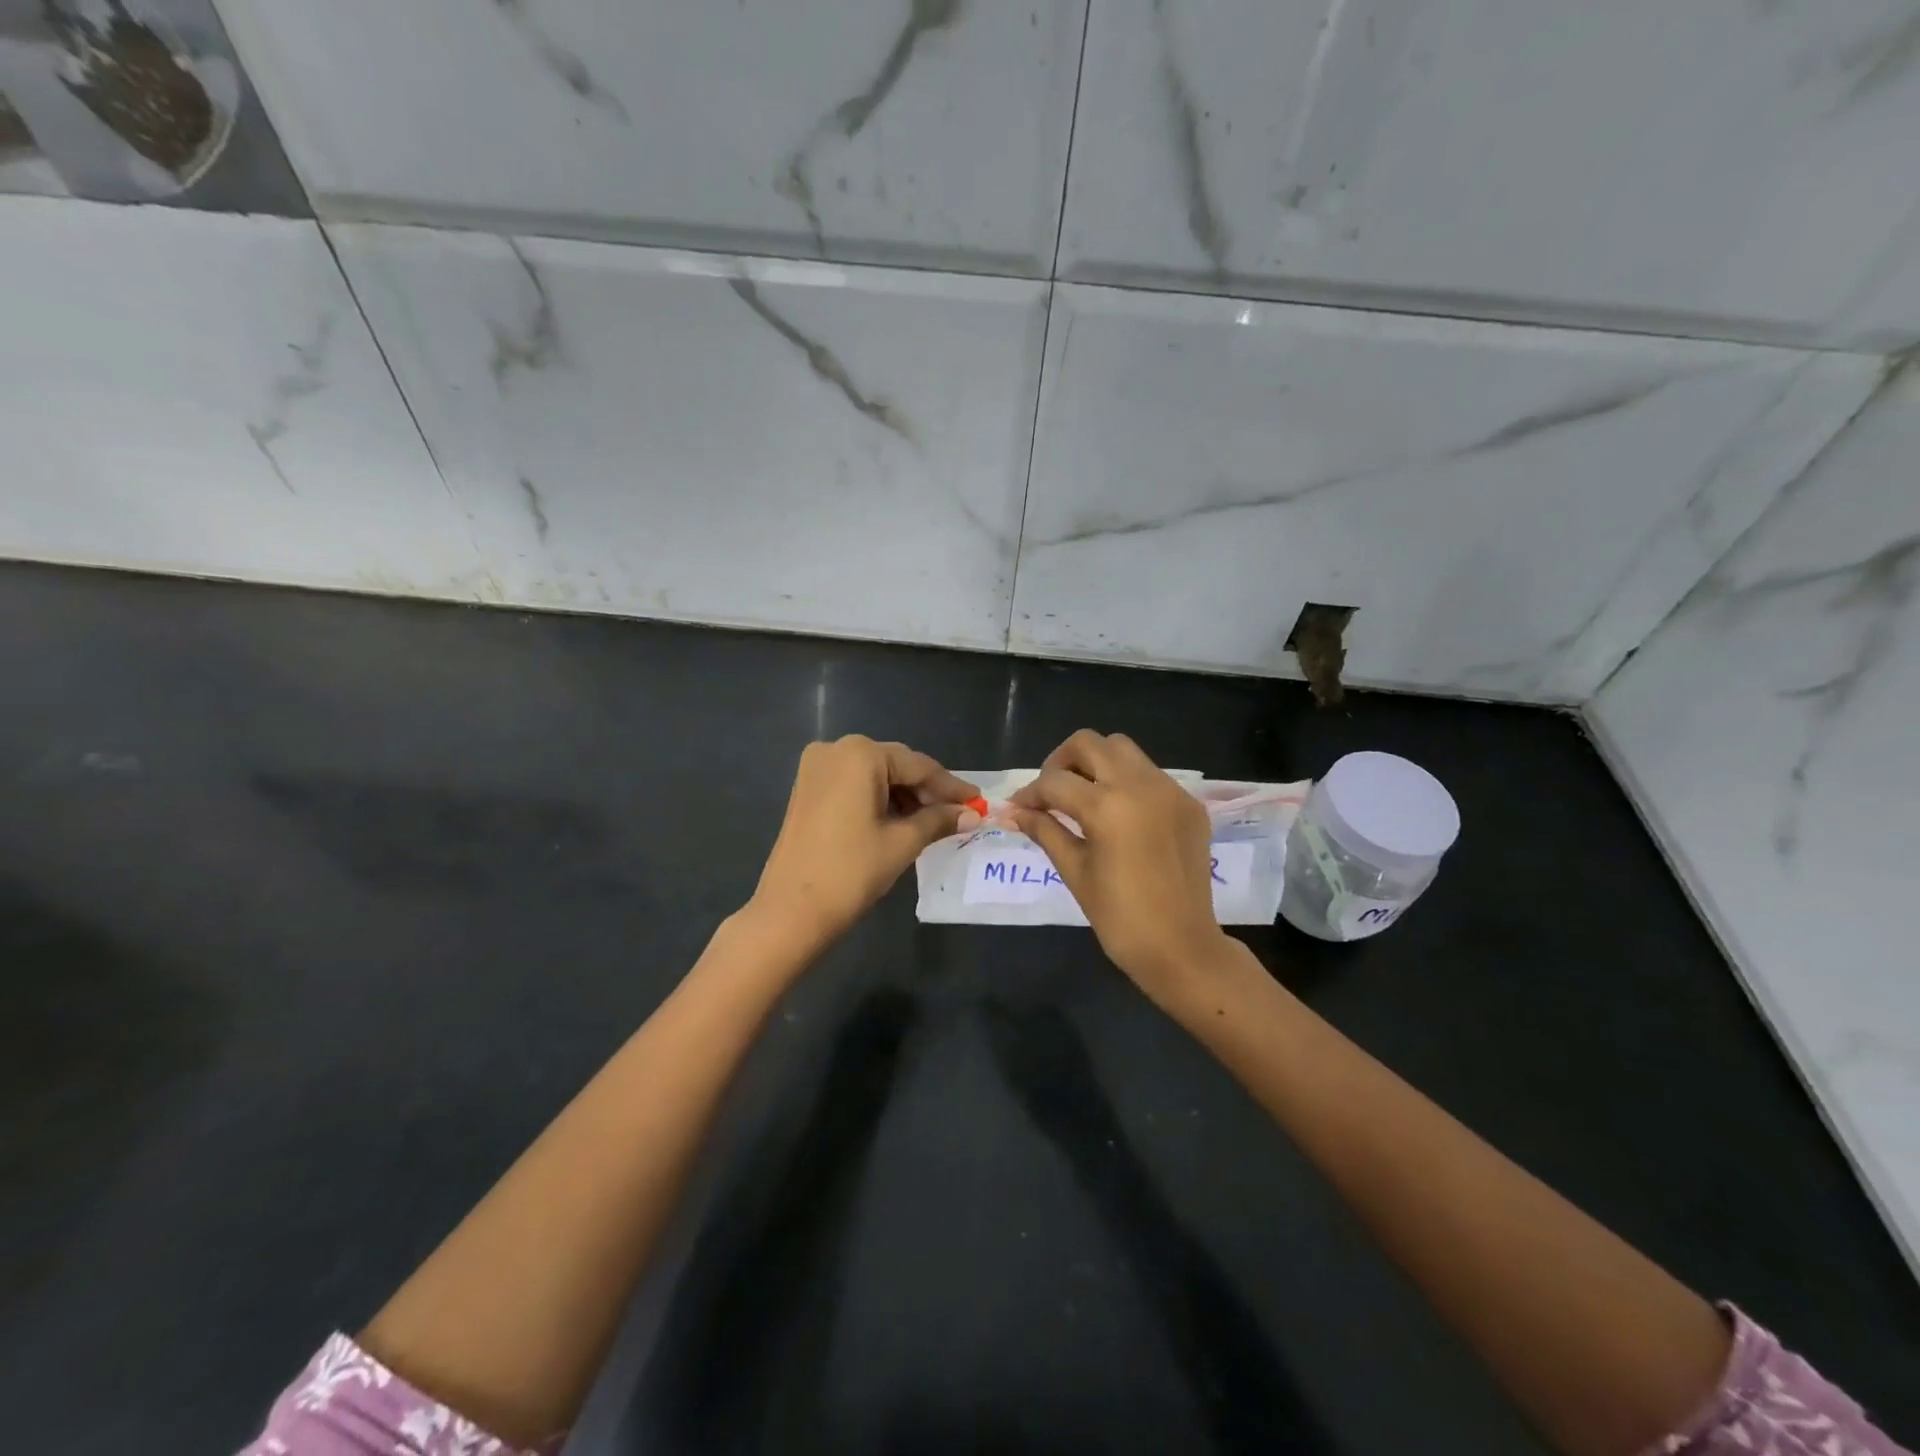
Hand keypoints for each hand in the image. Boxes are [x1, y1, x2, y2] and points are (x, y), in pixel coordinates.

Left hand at [749, 736, 977, 950]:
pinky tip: (901, 821)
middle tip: (958, 815)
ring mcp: (816, 768)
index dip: (951, 786)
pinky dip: (879, 800)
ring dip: (904, 797)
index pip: (919, 766)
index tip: (978, 802)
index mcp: (860, 754)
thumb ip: (938, 821)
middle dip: (927, 791)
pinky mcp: (807, 789)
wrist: (791, 911)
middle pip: (895, 766)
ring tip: (933, 823)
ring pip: (874, 776)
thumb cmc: (851, 871)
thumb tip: (971, 815)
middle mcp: (835, 749)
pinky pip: (854, 785)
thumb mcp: (902, 843)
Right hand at [1010, 730, 1230, 1001]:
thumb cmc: (1120, 917)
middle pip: (1089, 743)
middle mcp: (1140, 785)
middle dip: (1061, 762)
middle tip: (1051, 793)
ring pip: (1123, 750)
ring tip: (1083, 796)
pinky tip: (1119, 814)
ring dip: (1096, 764)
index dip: (1030, 794)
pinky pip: (1150, 774)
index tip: (1018, 809)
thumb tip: (1014, 813)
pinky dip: (1127, 781)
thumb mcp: (1075, 871)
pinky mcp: (1189, 803)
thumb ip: (1045, 831)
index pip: (1055, 781)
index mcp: (1107, 806)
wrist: (1182, 947)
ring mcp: (1170, 790)